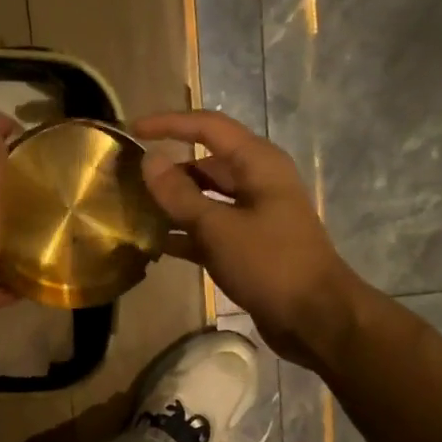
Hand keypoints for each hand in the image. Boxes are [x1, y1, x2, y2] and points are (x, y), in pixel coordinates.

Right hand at [132, 111, 358, 363]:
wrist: (314, 317)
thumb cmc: (269, 264)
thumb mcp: (219, 228)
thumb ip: (180, 195)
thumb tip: (149, 160)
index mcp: (258, 164)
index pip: (208, 128)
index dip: (170, 124)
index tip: (132, 130)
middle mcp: (257, 182)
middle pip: (205, 164)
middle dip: (168, 168)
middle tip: (127, 178)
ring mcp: (253, 216)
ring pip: (205, 199)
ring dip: (173, 204)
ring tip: (133, 210)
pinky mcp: (248, 247)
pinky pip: (209, 230)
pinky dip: (185, 234)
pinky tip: (155, 244)